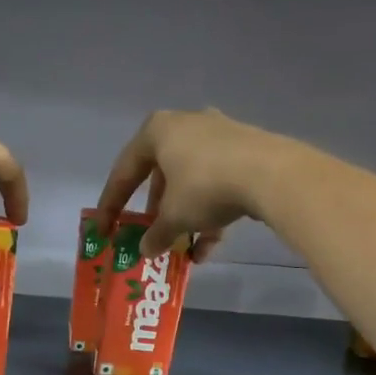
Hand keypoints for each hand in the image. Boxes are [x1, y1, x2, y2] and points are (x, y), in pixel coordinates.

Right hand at [93, 109, 288, 260]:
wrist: (272, 175)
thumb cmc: (205, 187)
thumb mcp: (173, 217)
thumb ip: (156, 234)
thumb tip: (146, 250)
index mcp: (157, 131)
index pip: (124, 172)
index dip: (111, 204)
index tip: (103, 229)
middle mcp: (186, 125)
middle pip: (161, 175)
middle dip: (156, 211)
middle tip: (151, 235)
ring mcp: (219, 135)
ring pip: (191, 182)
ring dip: (184, 217)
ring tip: (183, 248)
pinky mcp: (246, 151)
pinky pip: (218, 184)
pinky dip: (210, 213)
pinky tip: (209, 247)